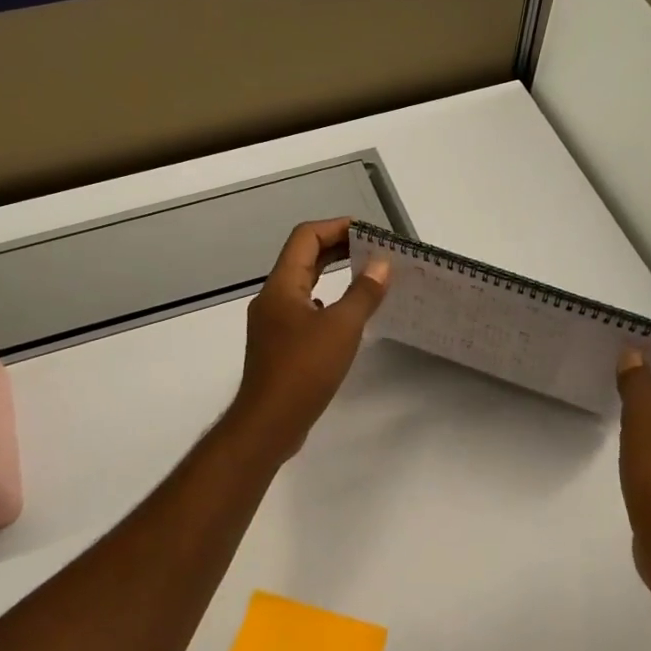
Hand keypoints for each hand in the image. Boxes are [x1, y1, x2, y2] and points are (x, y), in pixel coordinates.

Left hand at [231, 218, 389, 454]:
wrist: (269, 423)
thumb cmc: (304, 369)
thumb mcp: (342, 328)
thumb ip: (363, 293)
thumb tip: (381, 264)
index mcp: (281, 285)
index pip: (305, 237)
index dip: (336, 227)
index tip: (368, 232)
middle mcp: (272, 298)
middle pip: (302, 258)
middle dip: (336, 248)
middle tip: (372, 249)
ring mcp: (272, 323)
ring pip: (302, 284)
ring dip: (330, 274)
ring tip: (364, 276)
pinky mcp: (278, 346)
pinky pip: (302, 309)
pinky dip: (325, 302)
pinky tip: (342, 315)